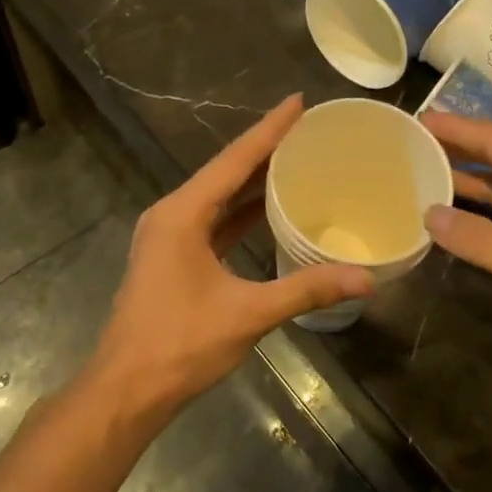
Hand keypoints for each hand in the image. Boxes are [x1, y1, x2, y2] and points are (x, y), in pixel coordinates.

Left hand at [87, 95, 374, 413]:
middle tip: (308, 129)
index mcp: (183, 214)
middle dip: (266, 149)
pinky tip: (270, 209)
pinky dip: (242, 212)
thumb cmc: (180, 344)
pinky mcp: (174, 259)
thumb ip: (307, 290)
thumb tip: (365, 279)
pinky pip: (214, 221)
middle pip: (226, 172)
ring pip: (219, 197)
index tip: (298, 102)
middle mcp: (173, 215)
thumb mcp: (248, 313)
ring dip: (254, 180)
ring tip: (296, 160)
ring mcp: (170, 237)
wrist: (126, 390)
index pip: (234, 160)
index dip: (270, 129)